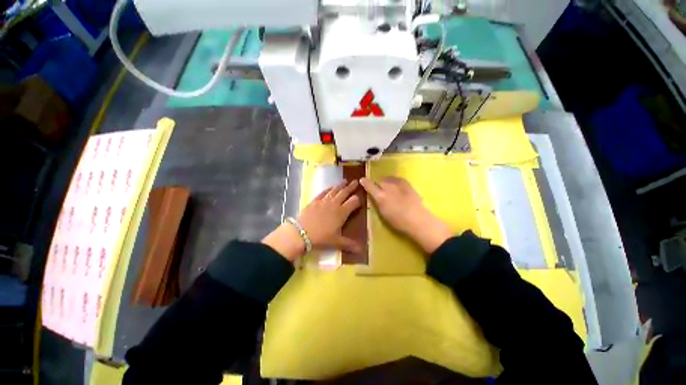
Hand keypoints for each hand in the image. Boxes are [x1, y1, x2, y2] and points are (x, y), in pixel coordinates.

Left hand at [262, 180, 361, 261]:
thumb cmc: (321, 237)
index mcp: (342, 212)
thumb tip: (362, 250)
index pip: (353, 202)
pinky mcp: (315, 200)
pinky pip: (323, 192)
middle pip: (345, 193)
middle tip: (356, 181)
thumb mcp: (336, 241)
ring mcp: (324, 201)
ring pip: (334, 190)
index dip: (358, 199)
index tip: (361, 197)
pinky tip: (330, 187)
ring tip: (345, 180)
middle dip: (351, 187)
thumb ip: (349, 244)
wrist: (301, 232)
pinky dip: (328, 188)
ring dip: (340, 185)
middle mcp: (334, 204)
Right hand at [360, 177, 452, 254]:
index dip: (365, 182)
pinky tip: (395, 184)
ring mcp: (398, 184)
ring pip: (388, 178)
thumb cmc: (398, 221)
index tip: (362, 180)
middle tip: (378, 188)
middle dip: (377, 183)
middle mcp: (388, 187)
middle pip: (379, 180)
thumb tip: (374, 196)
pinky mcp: (407, 184)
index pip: (369, 186)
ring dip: (385, 181)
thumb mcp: (383, 213)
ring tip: (387, 186)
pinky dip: (394, 180)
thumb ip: (378, 202)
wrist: (418, 220)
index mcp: (380, 196)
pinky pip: (397, 178)